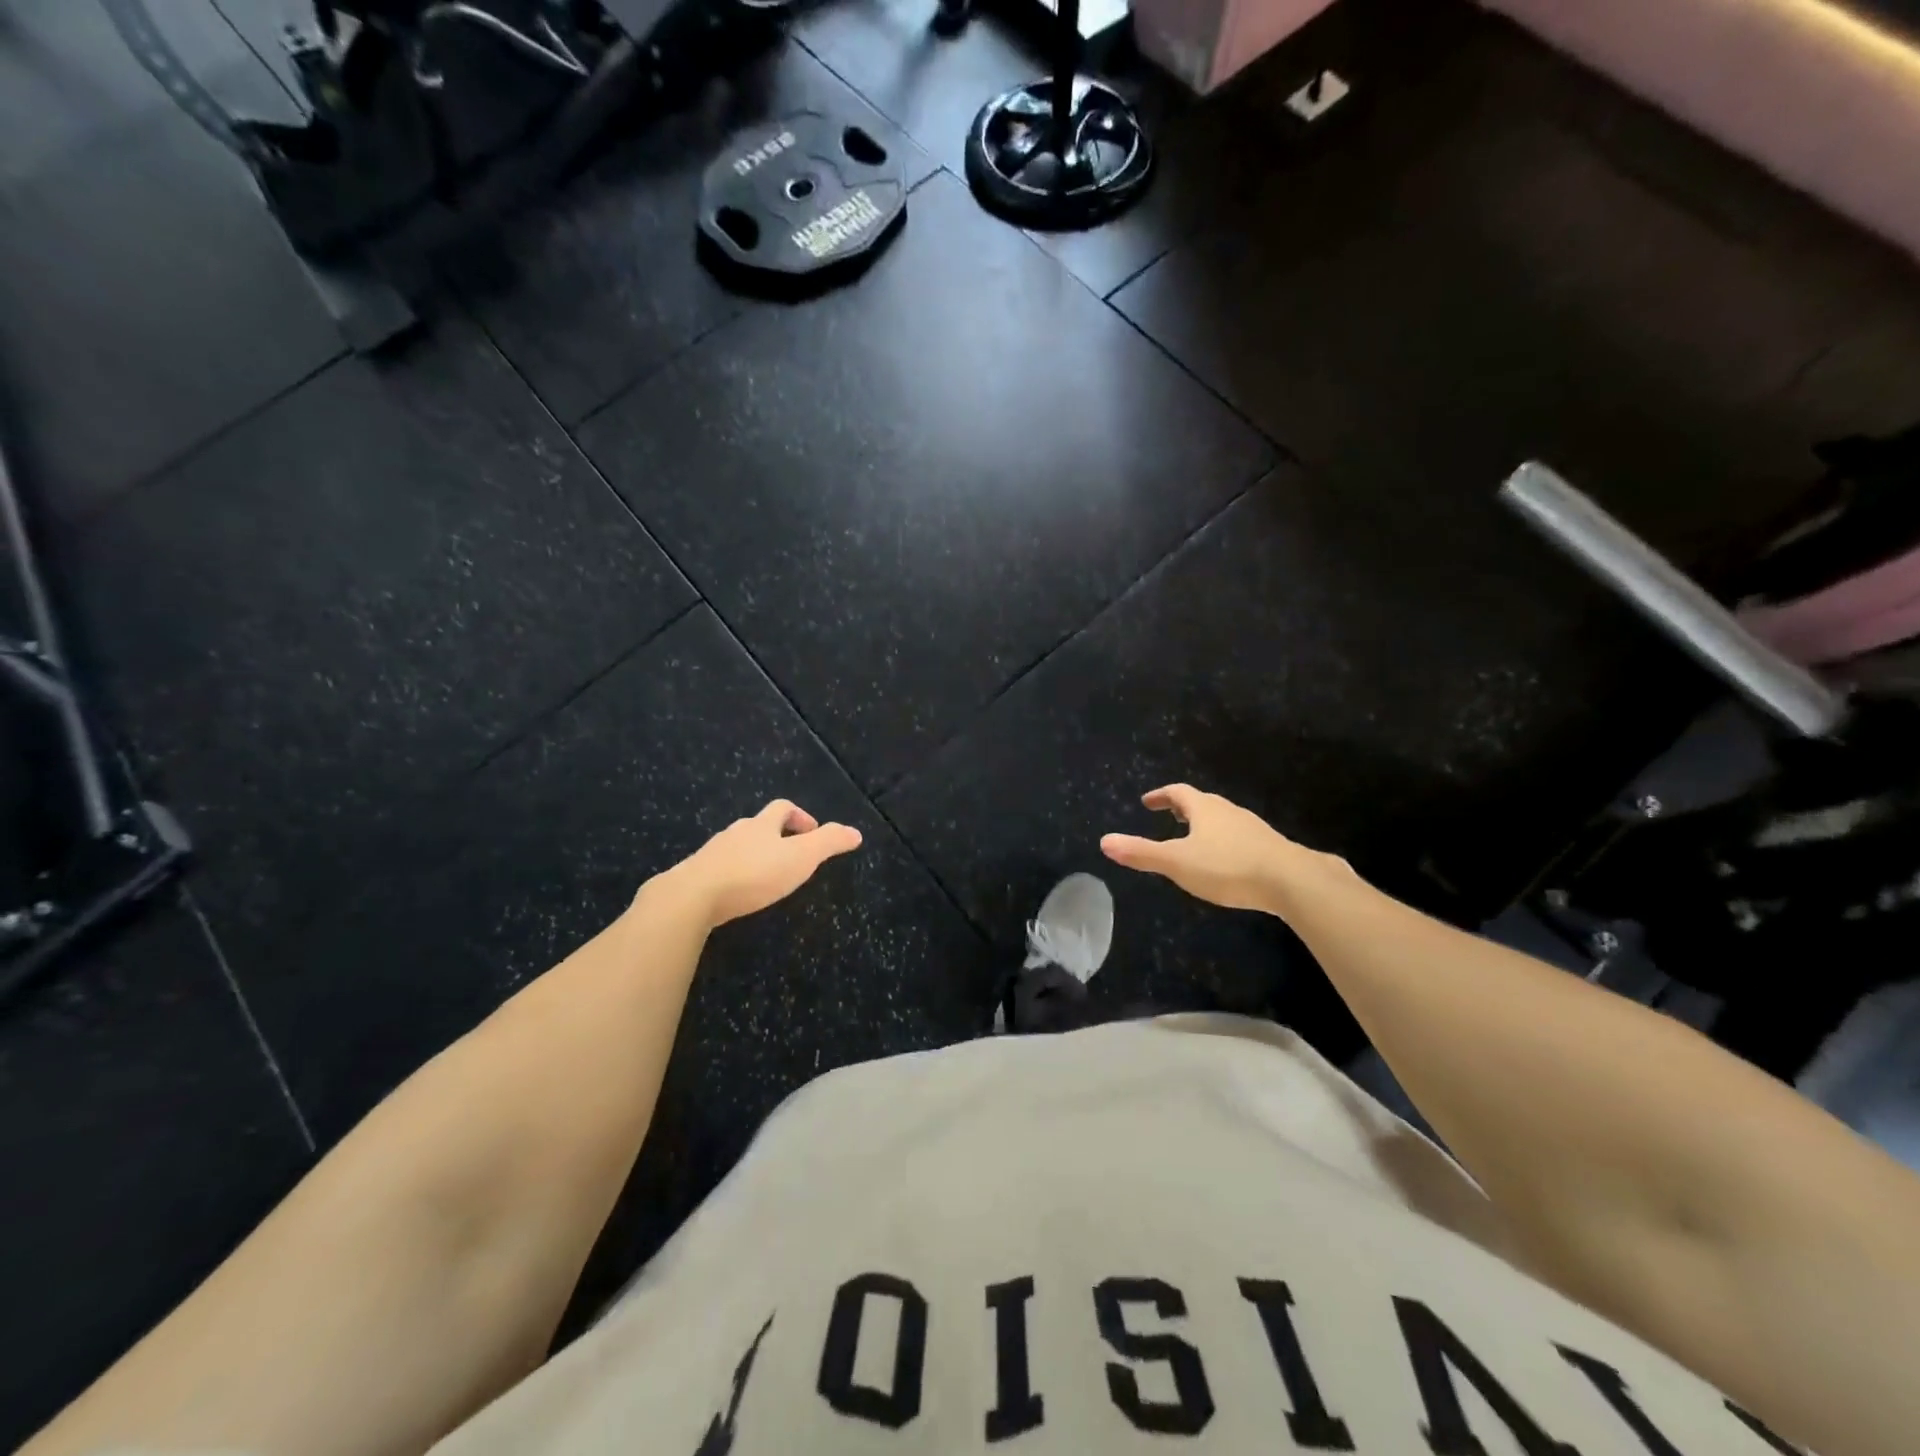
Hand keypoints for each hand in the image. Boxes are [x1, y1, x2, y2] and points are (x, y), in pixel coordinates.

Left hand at [650, 800, 862, 928]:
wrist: (692, 897)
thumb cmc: (753, 874)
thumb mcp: (801, 857)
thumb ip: (829, 843)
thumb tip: (856, 832)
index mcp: (761, 825)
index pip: (782, 808)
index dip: (800, 816)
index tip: (812, 832)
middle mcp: (735, 833)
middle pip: (758, 825)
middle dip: (776, 836)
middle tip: (791, 856)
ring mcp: (712, 853)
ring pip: (737, 847)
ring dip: (753, 855)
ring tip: (766, 877)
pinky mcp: (695, 876)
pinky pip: (719, 869)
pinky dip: (732, 875)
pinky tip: (737, 894)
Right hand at [1101, 784, 1347, 912]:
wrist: (1292, 881)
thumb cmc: (1228, 867)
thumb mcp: (1177, 863)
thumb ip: (1141, 853)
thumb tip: (1104, 841)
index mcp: (1204, 809)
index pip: (1178, 793)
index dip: (1160, 795)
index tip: (1147, 801)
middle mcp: (1229, 812)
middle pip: (1202, 803)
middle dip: (1183, 808)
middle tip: (1169, 816)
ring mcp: (1253, 828)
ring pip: (1223, 819)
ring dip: (1206, 824)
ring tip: (1195, 838)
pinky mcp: (1270, 847)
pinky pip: (1240, 837)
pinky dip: (1225, 841)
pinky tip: (1227, 861)